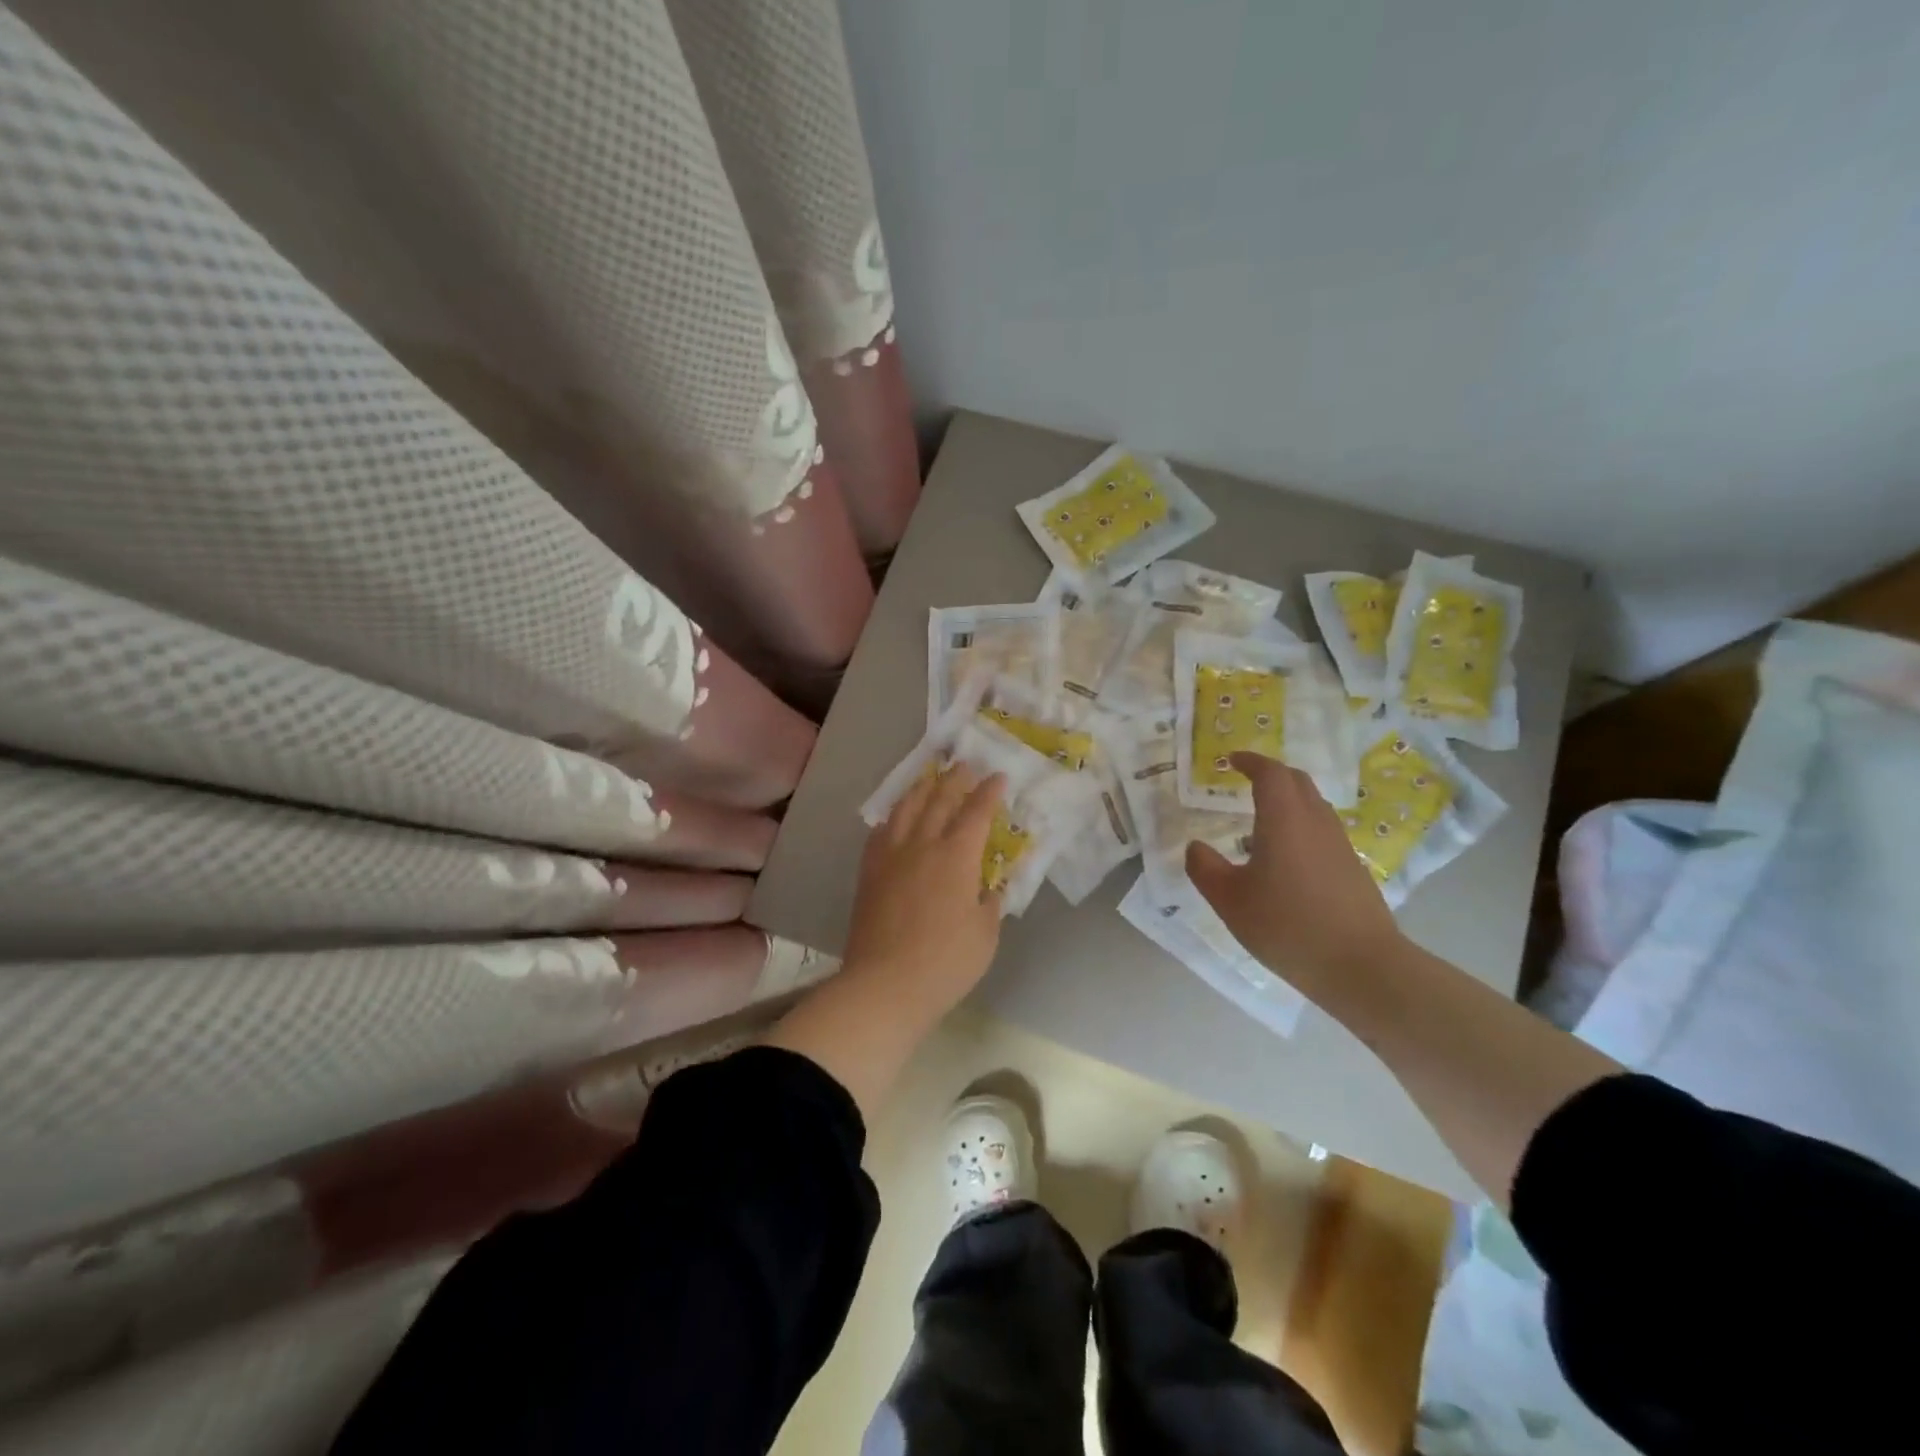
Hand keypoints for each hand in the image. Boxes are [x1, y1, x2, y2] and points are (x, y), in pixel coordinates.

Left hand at [843, 764, 1006, 1011]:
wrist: (884, 984)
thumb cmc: (945, 962)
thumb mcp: (985, 935)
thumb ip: (990, 904)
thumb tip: (990, 888)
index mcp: (957, 856)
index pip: (976, 812)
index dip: (989, 791)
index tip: (998, 776)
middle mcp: (923, 844)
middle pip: (939, 800)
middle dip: (955, 779)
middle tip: (965, 764)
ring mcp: (891, 855)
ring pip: (906, 808)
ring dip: (922, 789)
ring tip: (930, 779)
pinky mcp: (869, 871)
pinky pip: (881, 832)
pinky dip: (893, 817)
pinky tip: (895, 818)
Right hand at [1186, 752, 1404, 996]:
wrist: (1361, 966)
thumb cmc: (1287, 926)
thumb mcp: (1230, 900)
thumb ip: (1205, 868)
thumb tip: (1195, 847)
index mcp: (1284, 819)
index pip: (1270, 773)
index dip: (1250, 761)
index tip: (1231, 760)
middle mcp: (1315, 822)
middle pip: (1296, 782)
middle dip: (1270, 774)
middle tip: (1246, 779)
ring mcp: (1339, 844)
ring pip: (1313, 805)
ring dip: (1288, 799)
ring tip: (1262, 817)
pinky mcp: (1352, 868)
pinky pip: (1322, 830)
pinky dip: (1301, 825)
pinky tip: (1286, 856)